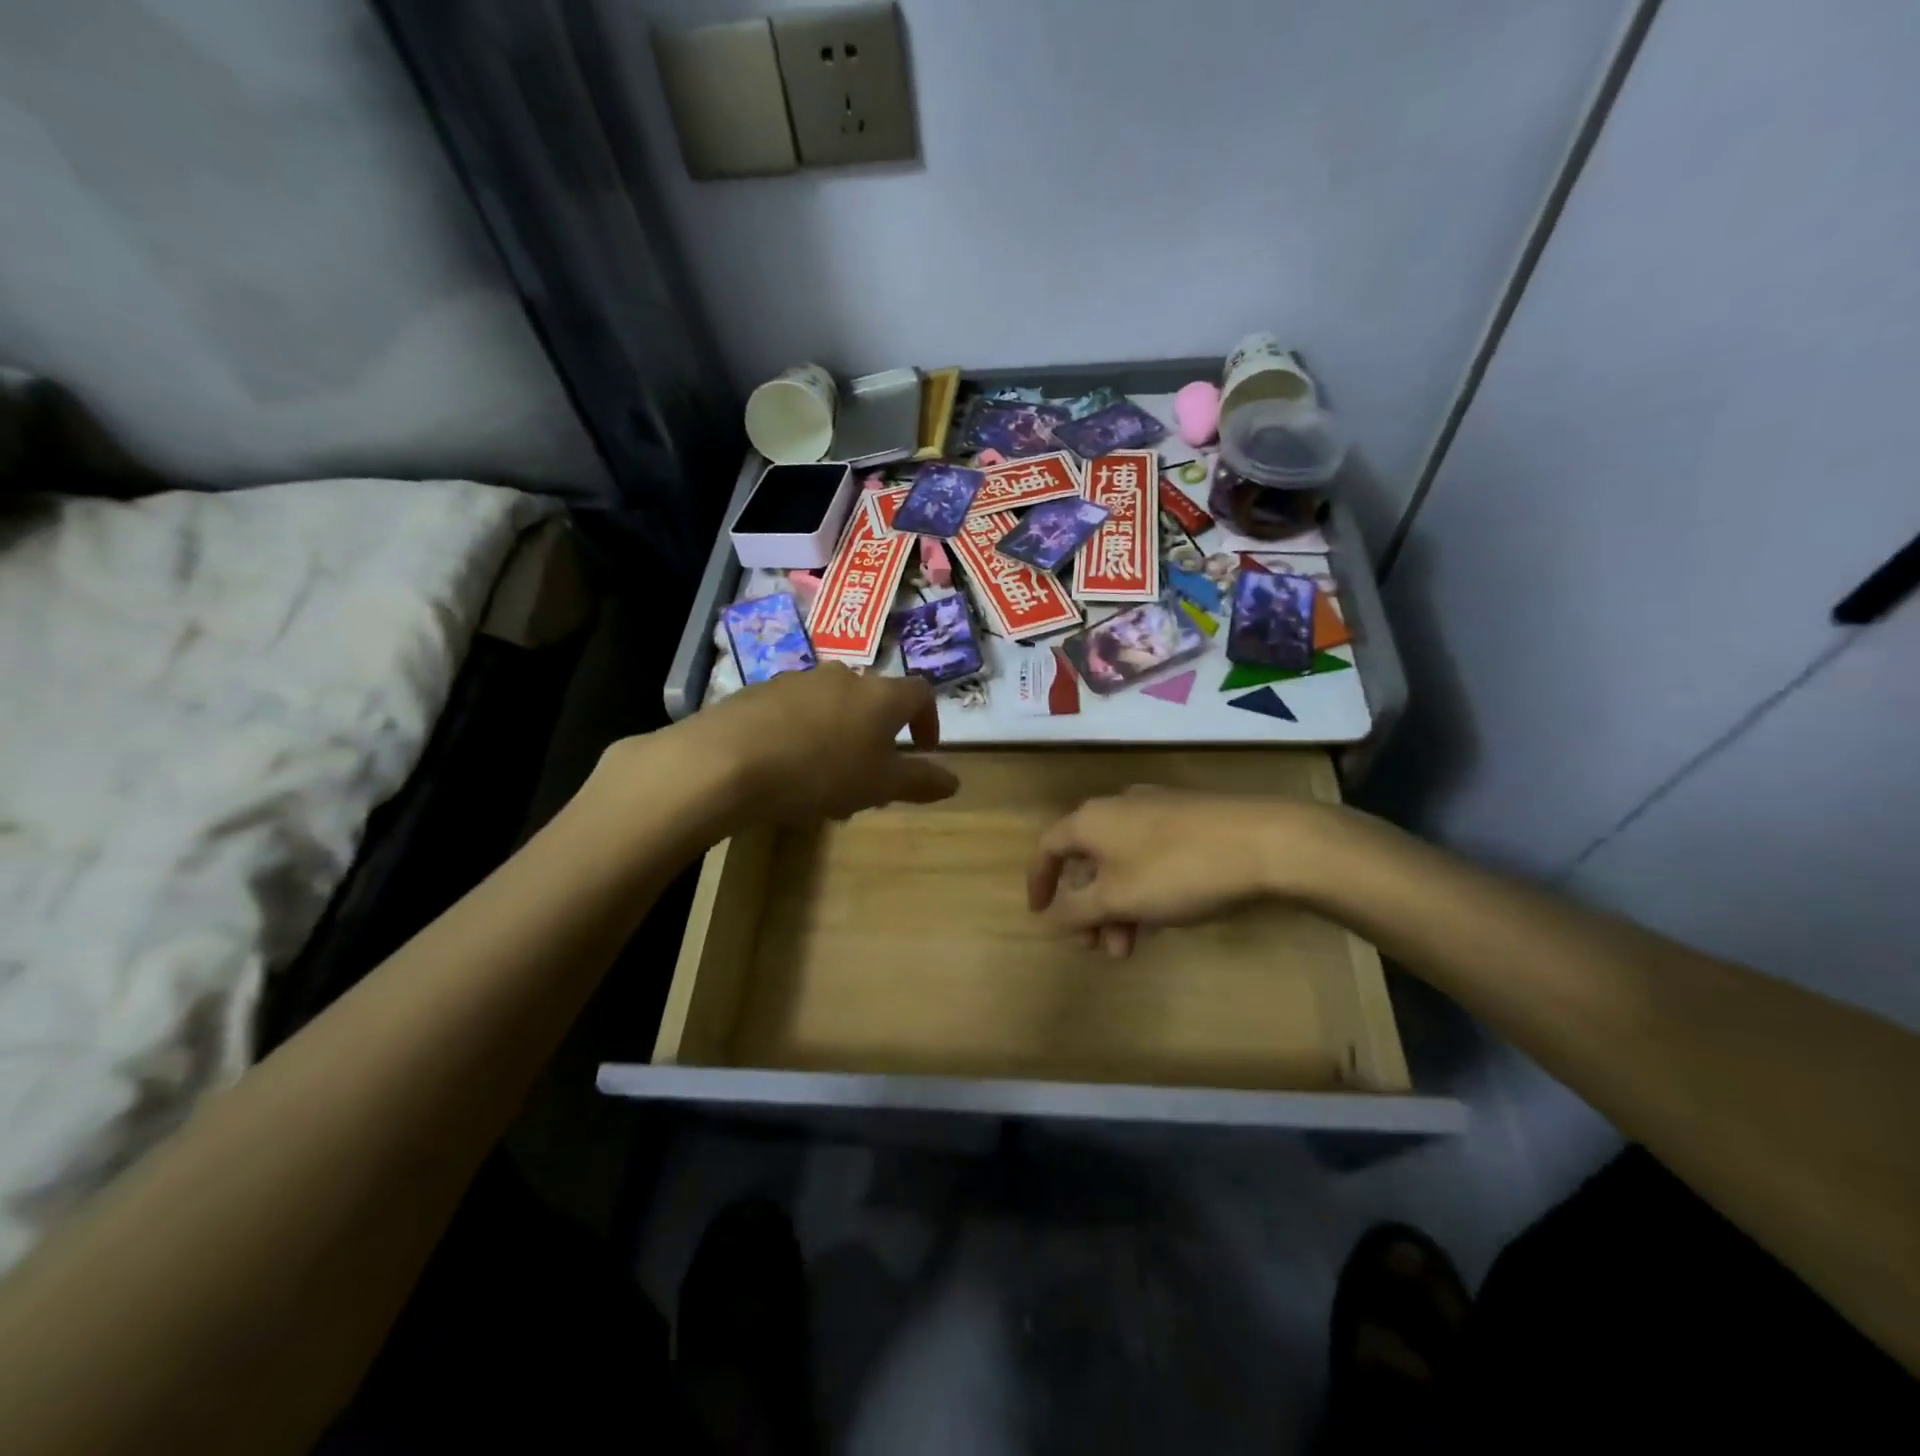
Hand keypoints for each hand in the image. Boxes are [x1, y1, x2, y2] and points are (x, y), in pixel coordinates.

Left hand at [693, 664, 958, 824]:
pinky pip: (795, 710)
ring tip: (825, 776)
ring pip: (833, 704)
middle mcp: (844, 676)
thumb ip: (920, 781)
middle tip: (869, 773)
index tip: (923, 749)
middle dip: (878, 733)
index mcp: (881, 695)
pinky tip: (786, 766)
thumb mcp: (879, 786)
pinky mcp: (760, 690)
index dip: (928, 719)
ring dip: (839, 733)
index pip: (920, 693)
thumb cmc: (821, 772)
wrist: (729, 759)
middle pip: (874, 699)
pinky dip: (803, 732)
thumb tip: (954, 781)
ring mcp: (799, 679)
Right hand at [1027, 787, 1324, 956]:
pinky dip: (1143, 889)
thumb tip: (1050, 917)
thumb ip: (1077, 910)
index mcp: (1091, 820)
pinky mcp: (1188, 819)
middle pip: (1087, 860)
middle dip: (1087, 909)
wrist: (1266, 841)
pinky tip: (1162, 919)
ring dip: (1117, 907)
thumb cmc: (1178, 870)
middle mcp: (1117, 807)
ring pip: (1120, 862)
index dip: (1039, 882)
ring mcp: (1155, 809)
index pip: (1048, 848)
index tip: (1041, 915)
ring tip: (1132, 946)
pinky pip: (1148, 857)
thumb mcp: (1119, 899)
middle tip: (1098, 946)